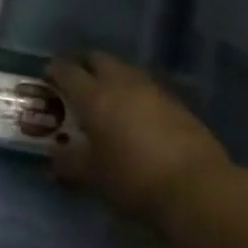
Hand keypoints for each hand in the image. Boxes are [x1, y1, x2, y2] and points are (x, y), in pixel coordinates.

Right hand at [48, 52, 233, 224]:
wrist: (199, 189)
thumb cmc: (134, 179)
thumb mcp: (94, 176)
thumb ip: (70, 161)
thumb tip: (55, 155)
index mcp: (94, 95)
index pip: (66, 70)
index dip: (54, 70)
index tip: (47, 76)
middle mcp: (121, 83)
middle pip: (98, 59)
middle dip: (84, 65)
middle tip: (76, 81)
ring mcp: (153, 90)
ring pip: (125, 70)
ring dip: (112, 76)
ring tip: (107, 96)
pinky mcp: (178, 103)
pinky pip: (148, 87)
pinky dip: (136, 93)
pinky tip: (137, 113)